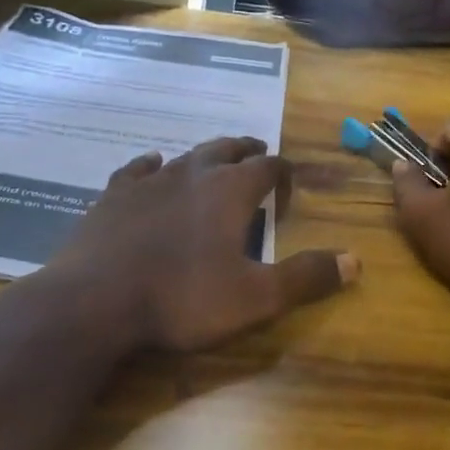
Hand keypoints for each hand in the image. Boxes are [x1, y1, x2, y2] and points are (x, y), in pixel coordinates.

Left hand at [50, 137, 357, 353]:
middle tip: (257, 155)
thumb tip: (355, 261)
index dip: (283, 172)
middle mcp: (193, 173)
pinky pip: (138, 168)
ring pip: (187, 155)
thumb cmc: (181, 298)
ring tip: (215, 159)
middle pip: (227, 149)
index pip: (268, 167)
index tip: (288, 185)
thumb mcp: (255, 297)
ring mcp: (149, 180)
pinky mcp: (114, 194)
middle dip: (246, 151)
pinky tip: (152, 165)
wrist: (93, 301)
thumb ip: (305, 276)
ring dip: (206, 155)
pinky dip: (152, 165)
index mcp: (230, 191)